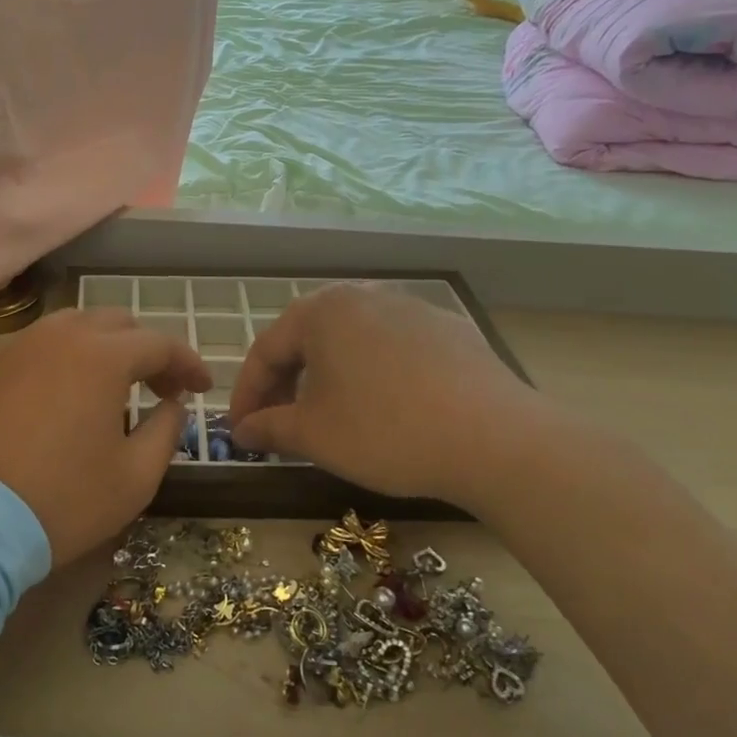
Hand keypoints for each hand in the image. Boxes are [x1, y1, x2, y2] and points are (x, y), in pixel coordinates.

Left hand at [0, 309, 211, 564]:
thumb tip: (171, 404)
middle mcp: (57, 338)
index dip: (187, 363)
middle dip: (145, 349)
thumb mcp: (136, 477)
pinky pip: (30, 352)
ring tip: (107, 387)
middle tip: (158, 387)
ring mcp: (12, 350)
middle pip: (114, 324)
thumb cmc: (63, 502)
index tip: (202, 386)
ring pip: (68, 329)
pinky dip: (56, 364)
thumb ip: (166, 430)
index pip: (159, 344)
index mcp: (102, 357)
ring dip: (99, 348)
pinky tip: (55, 401)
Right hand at [227, 282, 550, 507]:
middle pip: (307, 340)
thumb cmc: (386, 431)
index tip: (239, 431)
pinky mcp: (449, 330)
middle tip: (277, 423)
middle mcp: (363, 296)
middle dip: (286, 384)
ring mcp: (411, 308)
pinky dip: (371, 375)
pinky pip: (391, 349)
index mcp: (322, 311)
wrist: (497, 440)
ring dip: (327, 377)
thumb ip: (269, 428)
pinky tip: (384, 408)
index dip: (246, 394)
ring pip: (350, 342)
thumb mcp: (314, 435)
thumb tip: (241, 431)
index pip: (265, 350)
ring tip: (327, 415)